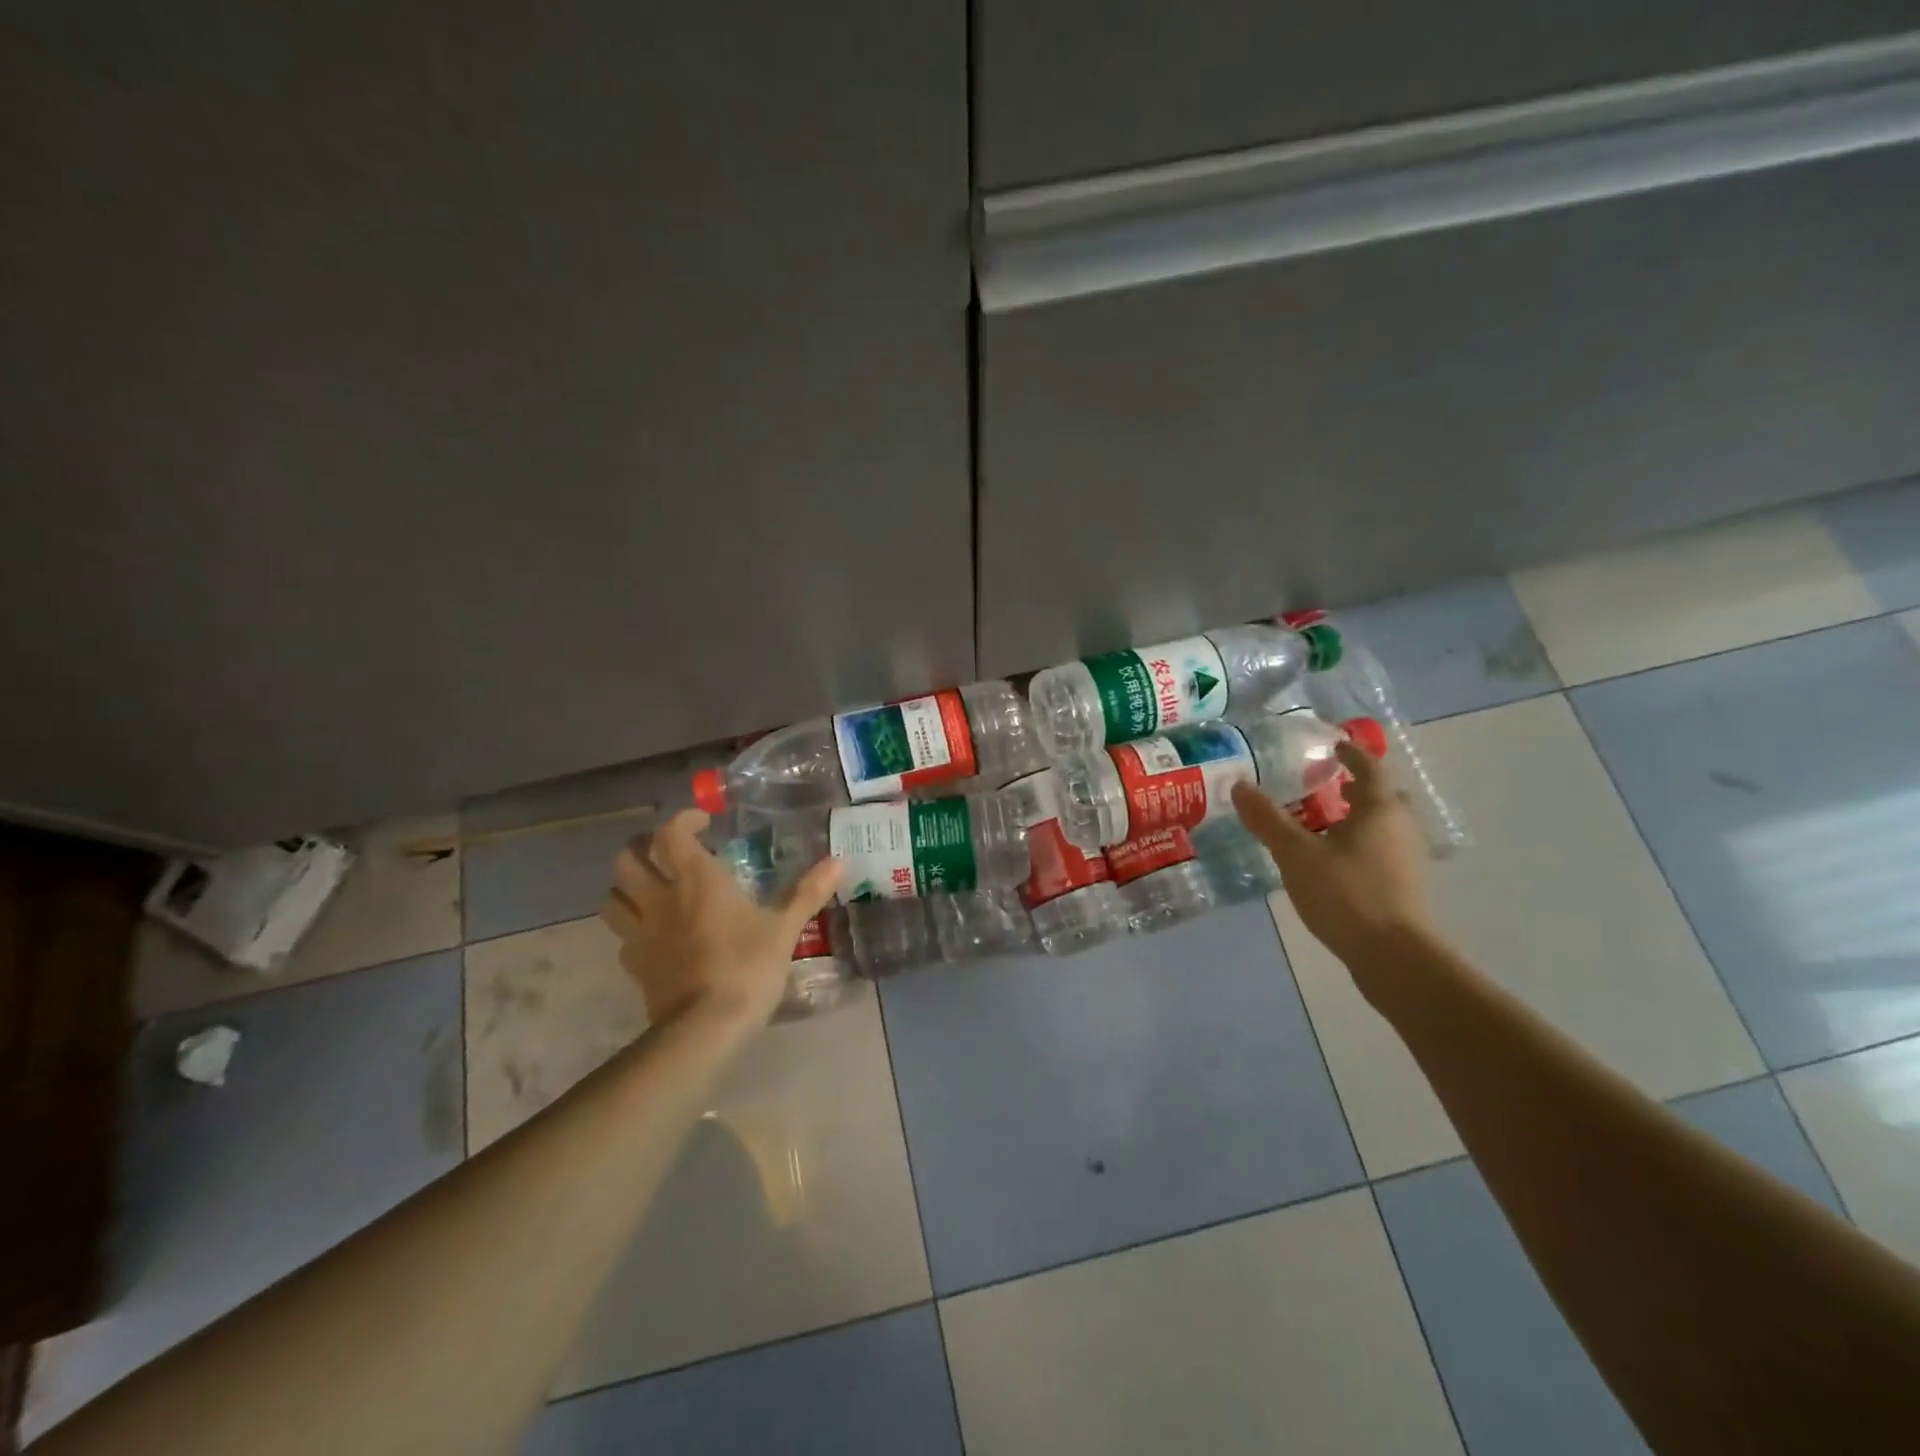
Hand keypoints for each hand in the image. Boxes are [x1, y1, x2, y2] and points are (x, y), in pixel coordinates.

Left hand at [600, 810, 840, 1028]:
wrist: (706, 1028)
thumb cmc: (747, 967)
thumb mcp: (784, 928)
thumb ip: (807, 892)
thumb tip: (838, 861)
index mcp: (697, 880)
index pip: (671, 833)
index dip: (683, 820)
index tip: (705, 823)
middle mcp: (661, 898)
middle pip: (627, 859)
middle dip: (642, 847)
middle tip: (669, 851)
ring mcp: (641, 933)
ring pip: (613, 896)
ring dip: (628, 886)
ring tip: (653, 888)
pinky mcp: (635, 965)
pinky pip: (623, 936)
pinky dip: (633, 927)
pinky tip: (656, 935)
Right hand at [1232, 740, 1435, 969]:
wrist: (1395, 957)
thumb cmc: (1347, 894)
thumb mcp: (1296, 854)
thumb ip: (1268, 819)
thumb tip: (1239, 785)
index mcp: (1379, 809)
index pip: (1369, 768)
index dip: (1351, 753)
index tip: (1333, 745)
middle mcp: (1400, 828)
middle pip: (1382, 797)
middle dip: (1356, 788)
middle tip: (1325, 785)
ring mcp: (1407, 859)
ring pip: (1382, 826)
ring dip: (1357, 818)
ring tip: (1321, 823)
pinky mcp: (1404, 887)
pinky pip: (1381, 851)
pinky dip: (1359, 844)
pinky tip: (1332, 861)